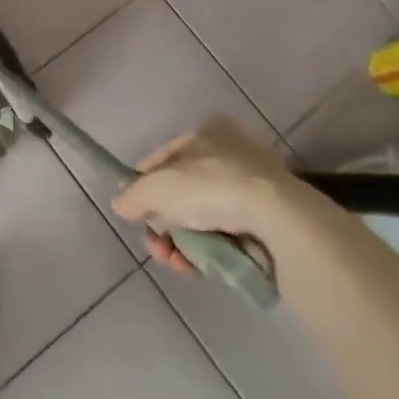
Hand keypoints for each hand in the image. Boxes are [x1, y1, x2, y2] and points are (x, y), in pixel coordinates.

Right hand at [111, 117, 294, 273]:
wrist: (277, 218)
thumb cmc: (209, 186)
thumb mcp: (154, 187)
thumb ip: (132, 196)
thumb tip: (122, 205)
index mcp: (207, 131)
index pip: (164, 158)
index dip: (145, 185)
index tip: (136, 212)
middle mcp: (231, 153)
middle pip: (182, 192)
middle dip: (164, 223)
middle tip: (157, 246)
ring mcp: (253, 188)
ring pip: (202, 217)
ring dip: (183, 243)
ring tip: (177, 263)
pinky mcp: (269, 221)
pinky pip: (227, 236)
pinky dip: (209, 251)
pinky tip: (199, 267)